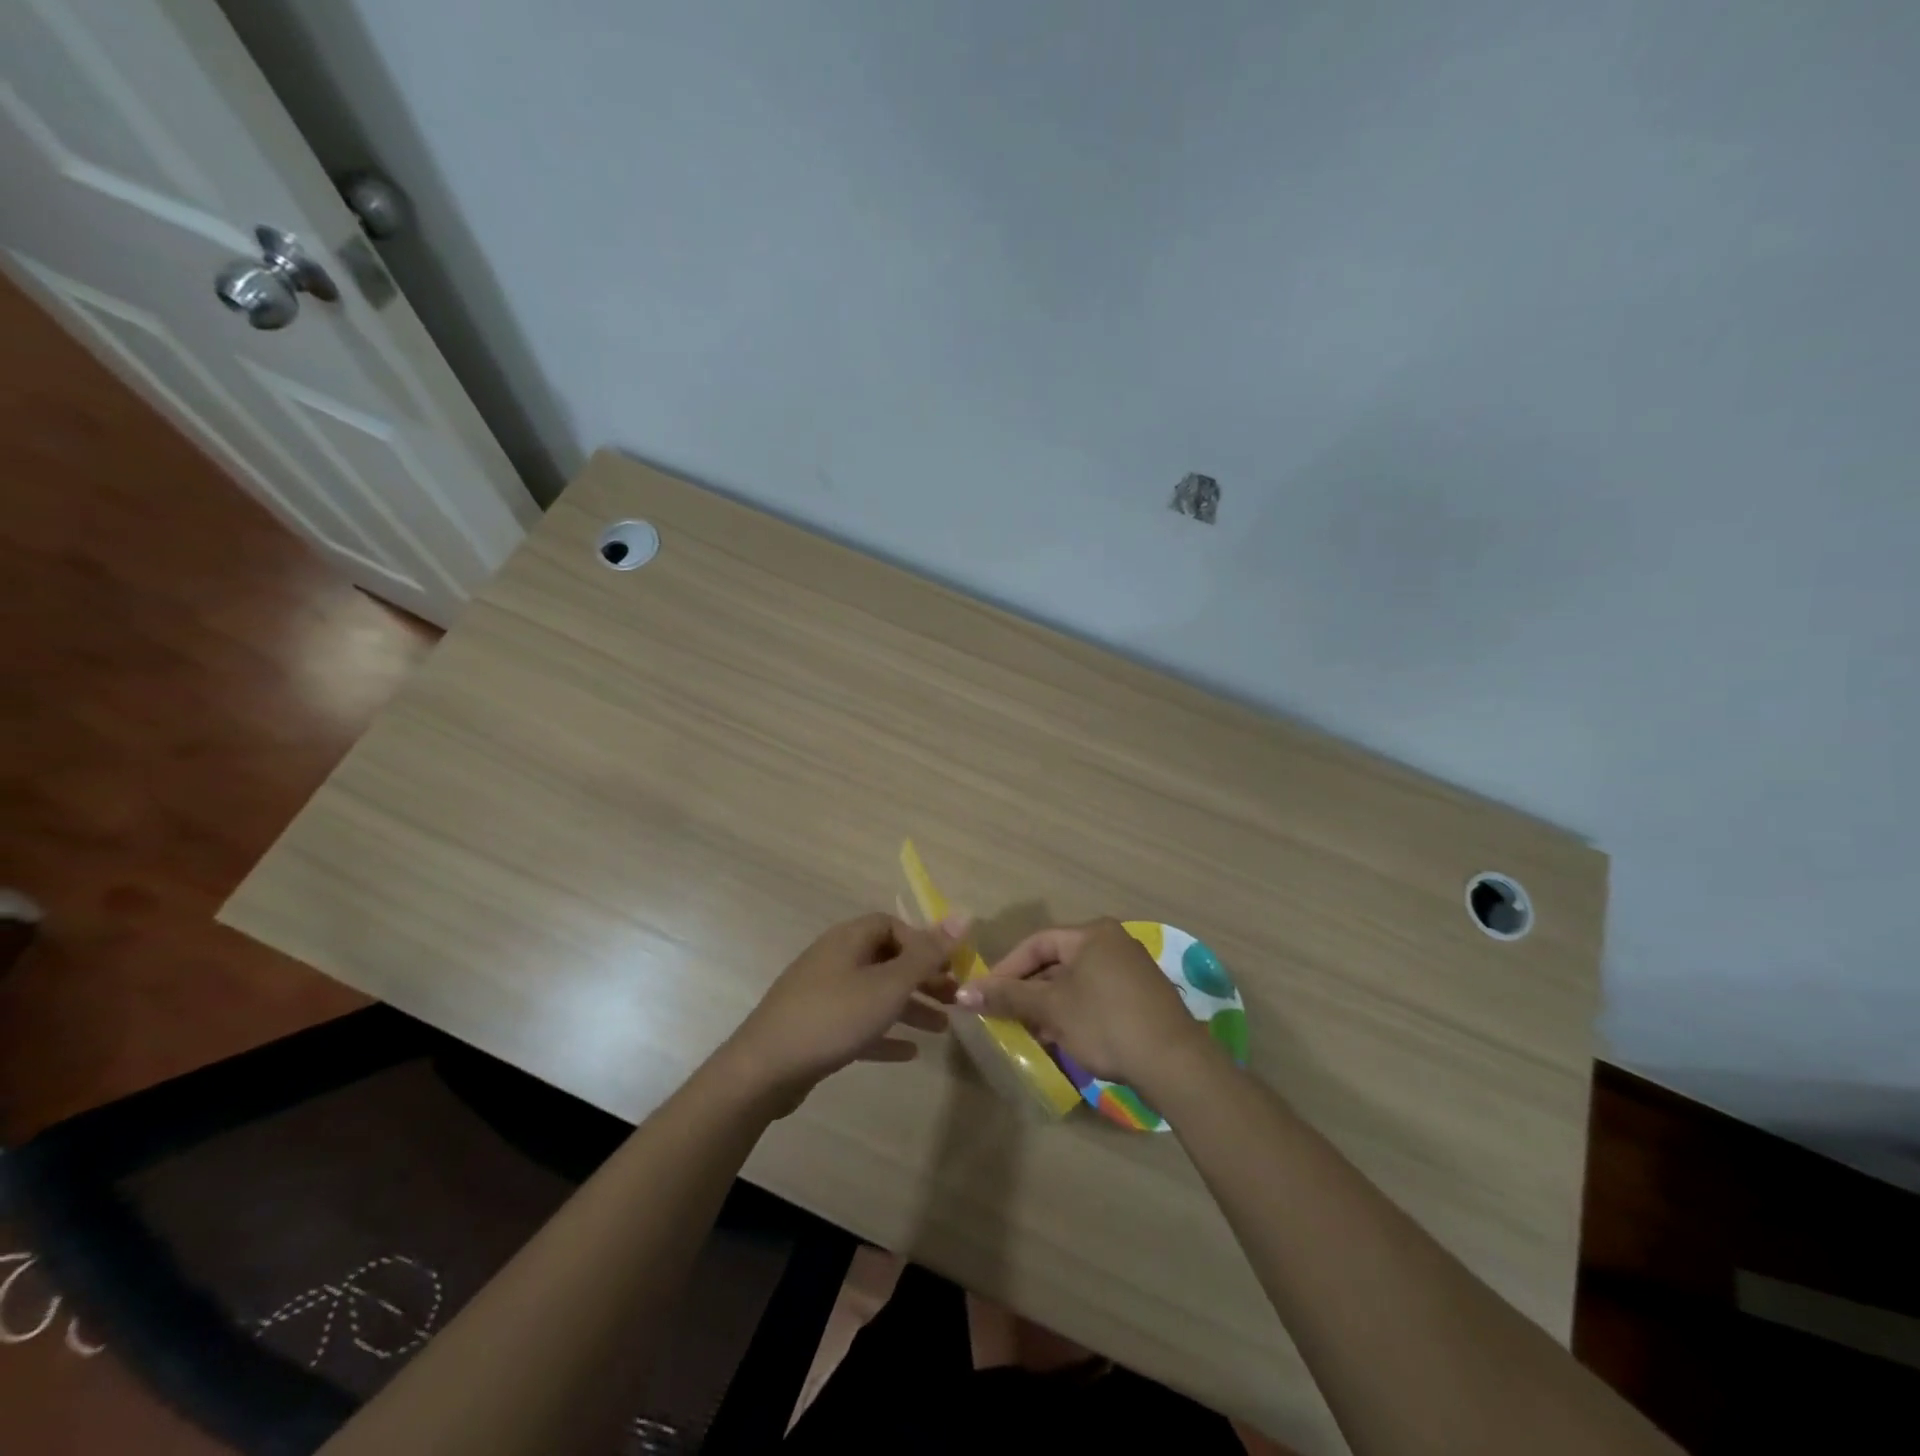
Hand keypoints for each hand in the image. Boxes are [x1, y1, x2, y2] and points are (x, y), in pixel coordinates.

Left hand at [721, 913, 959, 1107]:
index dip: (923, 943)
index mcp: (849, 940)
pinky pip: (859, 1022)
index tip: (948, 967)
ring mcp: (823, 993)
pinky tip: (909, 1052)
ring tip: (943, 1028)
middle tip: (955, 998)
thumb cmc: (833, 1017)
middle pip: (887, 959)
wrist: (764, 1069)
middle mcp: (835, 959)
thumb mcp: (888, 985)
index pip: (892, 925)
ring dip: (910, 1007)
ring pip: (876, 993)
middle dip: (922, 978)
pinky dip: (885, 1033)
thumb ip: (927, 954)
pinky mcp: (816, 1027)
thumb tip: (964, 914)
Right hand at [956, 919, 1208, 1087]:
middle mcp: (1113, 942)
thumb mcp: (1051, 1009)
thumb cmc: (1106, 1023)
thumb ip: (1008, 997)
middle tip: (1006, 1016)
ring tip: (1031, 1032)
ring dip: (1050, 1005)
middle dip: (1028, 990)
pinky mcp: (1142, 997)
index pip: (1037, 943)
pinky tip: (1063, 1039)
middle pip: (1057, 962)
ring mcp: (1131, 969)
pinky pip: (1096, 996)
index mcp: (1092, 934)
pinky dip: (1075, 1012)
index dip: (1007, 968)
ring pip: (1076, 982)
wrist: (1175, 1063)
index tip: (986, 994)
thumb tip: (962, 992)